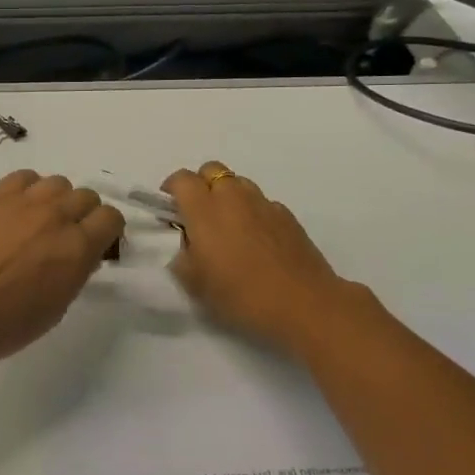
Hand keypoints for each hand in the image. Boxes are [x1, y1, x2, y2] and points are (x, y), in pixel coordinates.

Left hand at [0, 171, 125, 372]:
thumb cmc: (5, 324)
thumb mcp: (56, 307)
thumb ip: (75, 272)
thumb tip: (81, 254)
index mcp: (77, 249)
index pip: (111, 218)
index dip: (107, 231)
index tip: (96, 244)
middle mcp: (56, 217)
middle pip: (86, 196)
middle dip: (84, 215)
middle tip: (66, 235)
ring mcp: (23, 203)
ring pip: (58, 182)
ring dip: (57, 199)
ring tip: (40, 220)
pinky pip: (24, 177)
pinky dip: (29, 188)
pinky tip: (18, 208)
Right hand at [164, 161, 369, 351]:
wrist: (304, 305)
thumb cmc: (241, 295)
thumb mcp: (195, 284)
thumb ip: (182, 256)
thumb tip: (187, 244)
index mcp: (205, 210)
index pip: (182, 179)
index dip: (172, 189)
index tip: (170, 209)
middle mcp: (233, 198)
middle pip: (212, 170)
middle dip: (201, 185)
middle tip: (198, 214)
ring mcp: (264, 204)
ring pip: (239, 183)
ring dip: (228, 196)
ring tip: (229, 227)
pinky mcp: (288, 216)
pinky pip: (262, 203)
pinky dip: (253, 213)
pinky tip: (257, 241)